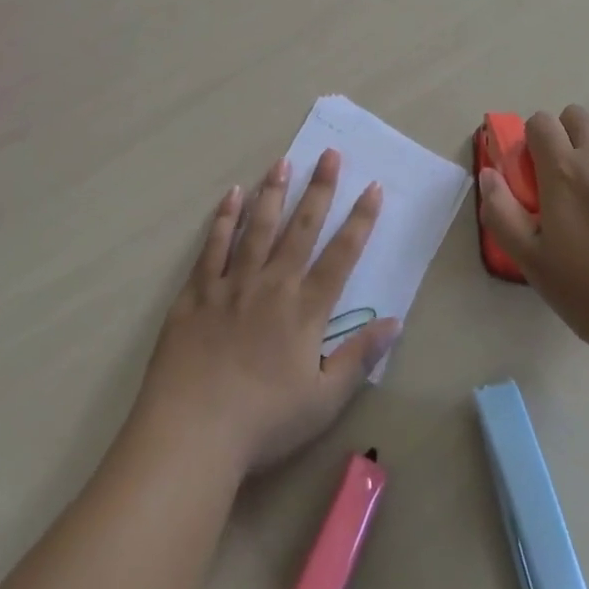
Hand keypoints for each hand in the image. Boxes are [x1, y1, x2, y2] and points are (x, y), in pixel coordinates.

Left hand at [134, 150, 397, 474]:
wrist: (192, 434)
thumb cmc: (263, 423)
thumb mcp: (324, 401)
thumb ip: (359, 357)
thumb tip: (396, 321)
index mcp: (305, 310)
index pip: (341, 255)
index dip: (360, 220)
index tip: (373, 187)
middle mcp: (272, 284)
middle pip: (301, 228)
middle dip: (319, 189)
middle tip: (329, 153)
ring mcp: (232, 284)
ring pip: (258, 227)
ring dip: (273, 192)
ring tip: (283, 161)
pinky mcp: (197, 292)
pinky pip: (213, 246)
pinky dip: (224, 219)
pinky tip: (232, 195)